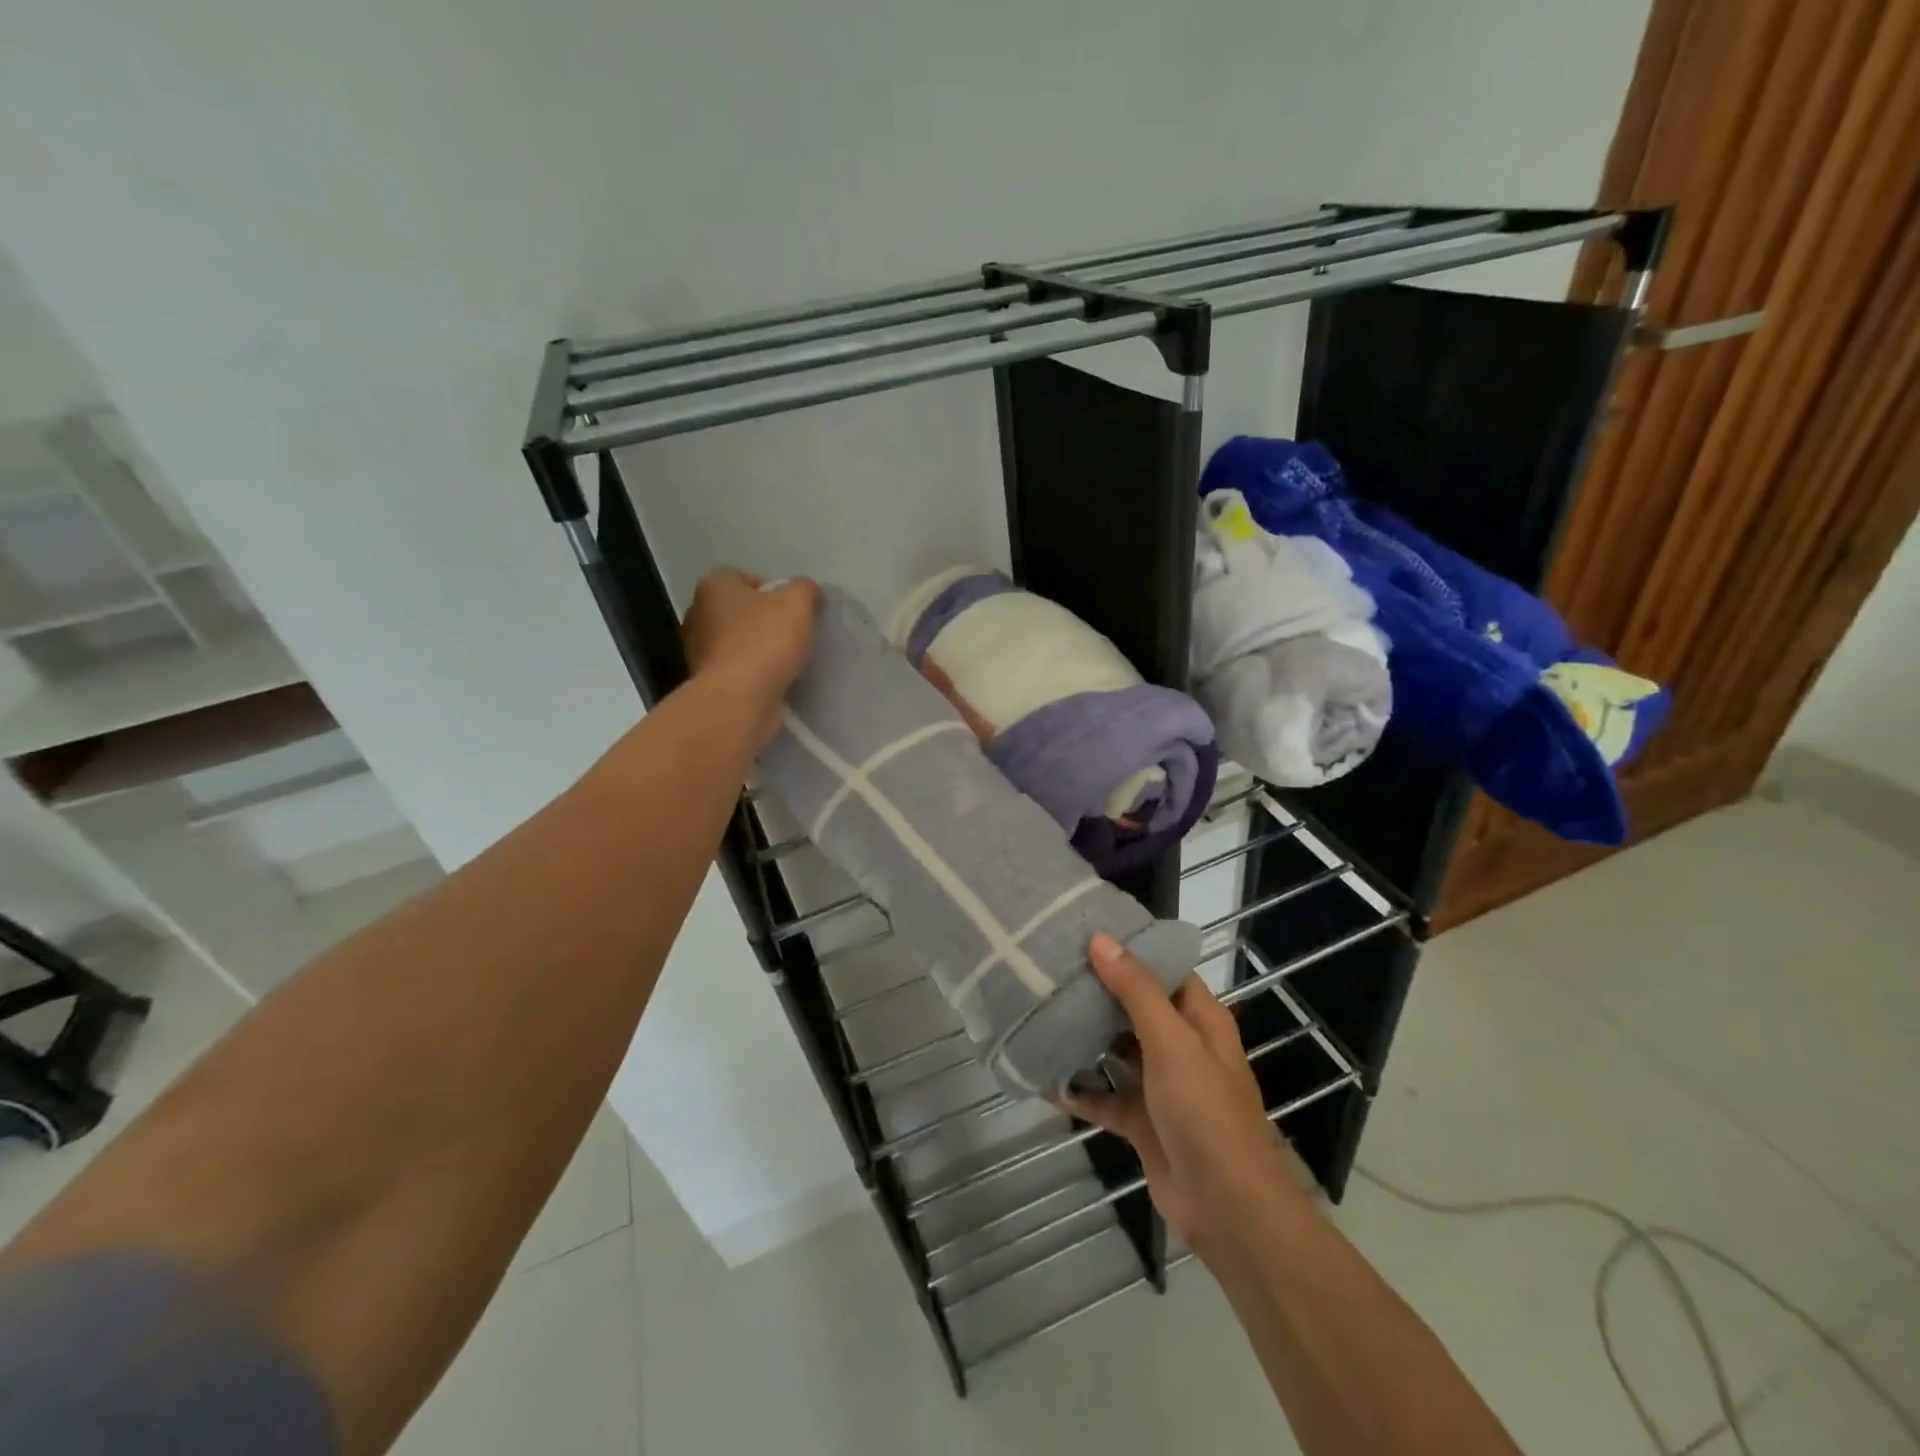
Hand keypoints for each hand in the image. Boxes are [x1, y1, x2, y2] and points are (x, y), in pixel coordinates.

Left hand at [682, 570, 818, 749]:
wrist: (739, 700)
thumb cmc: (765, 641)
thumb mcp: (798, 602)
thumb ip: (805, 589)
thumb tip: (808, 592)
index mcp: (713, 587)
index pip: (745, 578)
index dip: (774, 591)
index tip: (795, 611)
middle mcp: (698, 615)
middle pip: (741, 612)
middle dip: (766, 622)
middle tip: (795, 635)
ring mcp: (699, 653)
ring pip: (738, 643)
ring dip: (760, 651)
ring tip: (789, 662)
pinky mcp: (709, 684)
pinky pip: (738, 672)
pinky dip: (755, 675)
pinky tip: (776, 682)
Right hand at [1064, 933, 1300, 1251]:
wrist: (1226, 1207)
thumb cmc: (1205, 1111)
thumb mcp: (1172, 1040)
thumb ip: (1136, 990)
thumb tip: (1100, 939)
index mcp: (1199, 1019)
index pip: (1164, 970)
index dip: (1131, 951)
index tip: (1085, 932)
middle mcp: (1181, 1046)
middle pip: (1135, 1008)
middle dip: (1098, 992)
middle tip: (1051, 969)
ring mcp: (1161, 1085)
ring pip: (1117, 1051)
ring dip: (1086, 1038)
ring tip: (1040, 1012)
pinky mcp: (1143, 1122)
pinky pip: (1105, 1097)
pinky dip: (1080, 1090)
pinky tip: (1044, 1079)